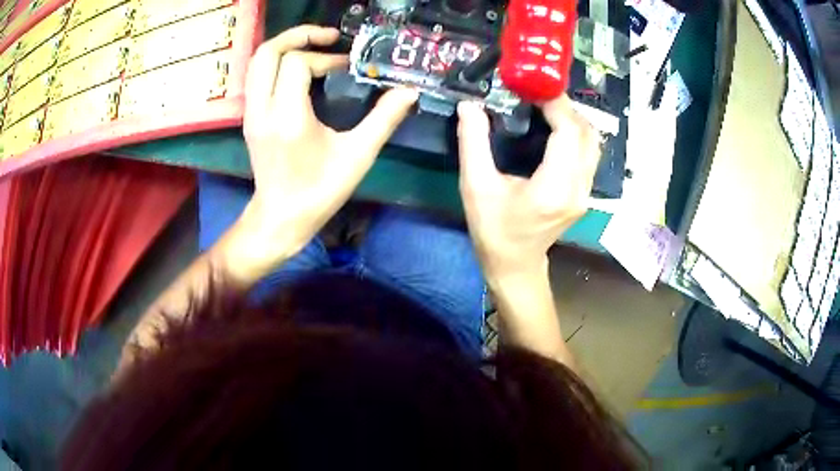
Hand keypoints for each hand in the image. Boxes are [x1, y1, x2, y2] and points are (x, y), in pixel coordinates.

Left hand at [235, 26, 418, 274]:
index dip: (325, 58)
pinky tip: (300, 69)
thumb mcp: (357, 155)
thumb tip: (409, 90)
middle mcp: (262, 109)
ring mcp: (251, 113)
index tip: (347, 68)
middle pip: (268, 52)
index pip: (297, 64)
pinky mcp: (250, 117)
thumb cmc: (319, 191)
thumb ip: (384, 118)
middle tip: (328, 37)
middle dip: (298, 36)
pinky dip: (277, 62)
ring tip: (314, 46)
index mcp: (287, 117)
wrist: (281, 218)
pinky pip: (257, 76)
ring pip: (258, 62)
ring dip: (285, 46)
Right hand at [457, 97, 599, 283]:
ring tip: (546, 107)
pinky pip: (589, 153)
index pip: (568, 131)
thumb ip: (473, 143)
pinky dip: (575, 133)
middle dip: (565, 107)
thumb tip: (470, 106)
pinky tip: (554, 128)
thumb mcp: (475, 187)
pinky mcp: (585, 193)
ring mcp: (586, 192)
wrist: (516, 265)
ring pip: (593, 142)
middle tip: (538, 94)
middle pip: (586, 133)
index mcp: (554, 187)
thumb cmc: (494, 231)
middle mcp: (578, 188)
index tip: (534, 87)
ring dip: (573, 119)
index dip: (556, 104)